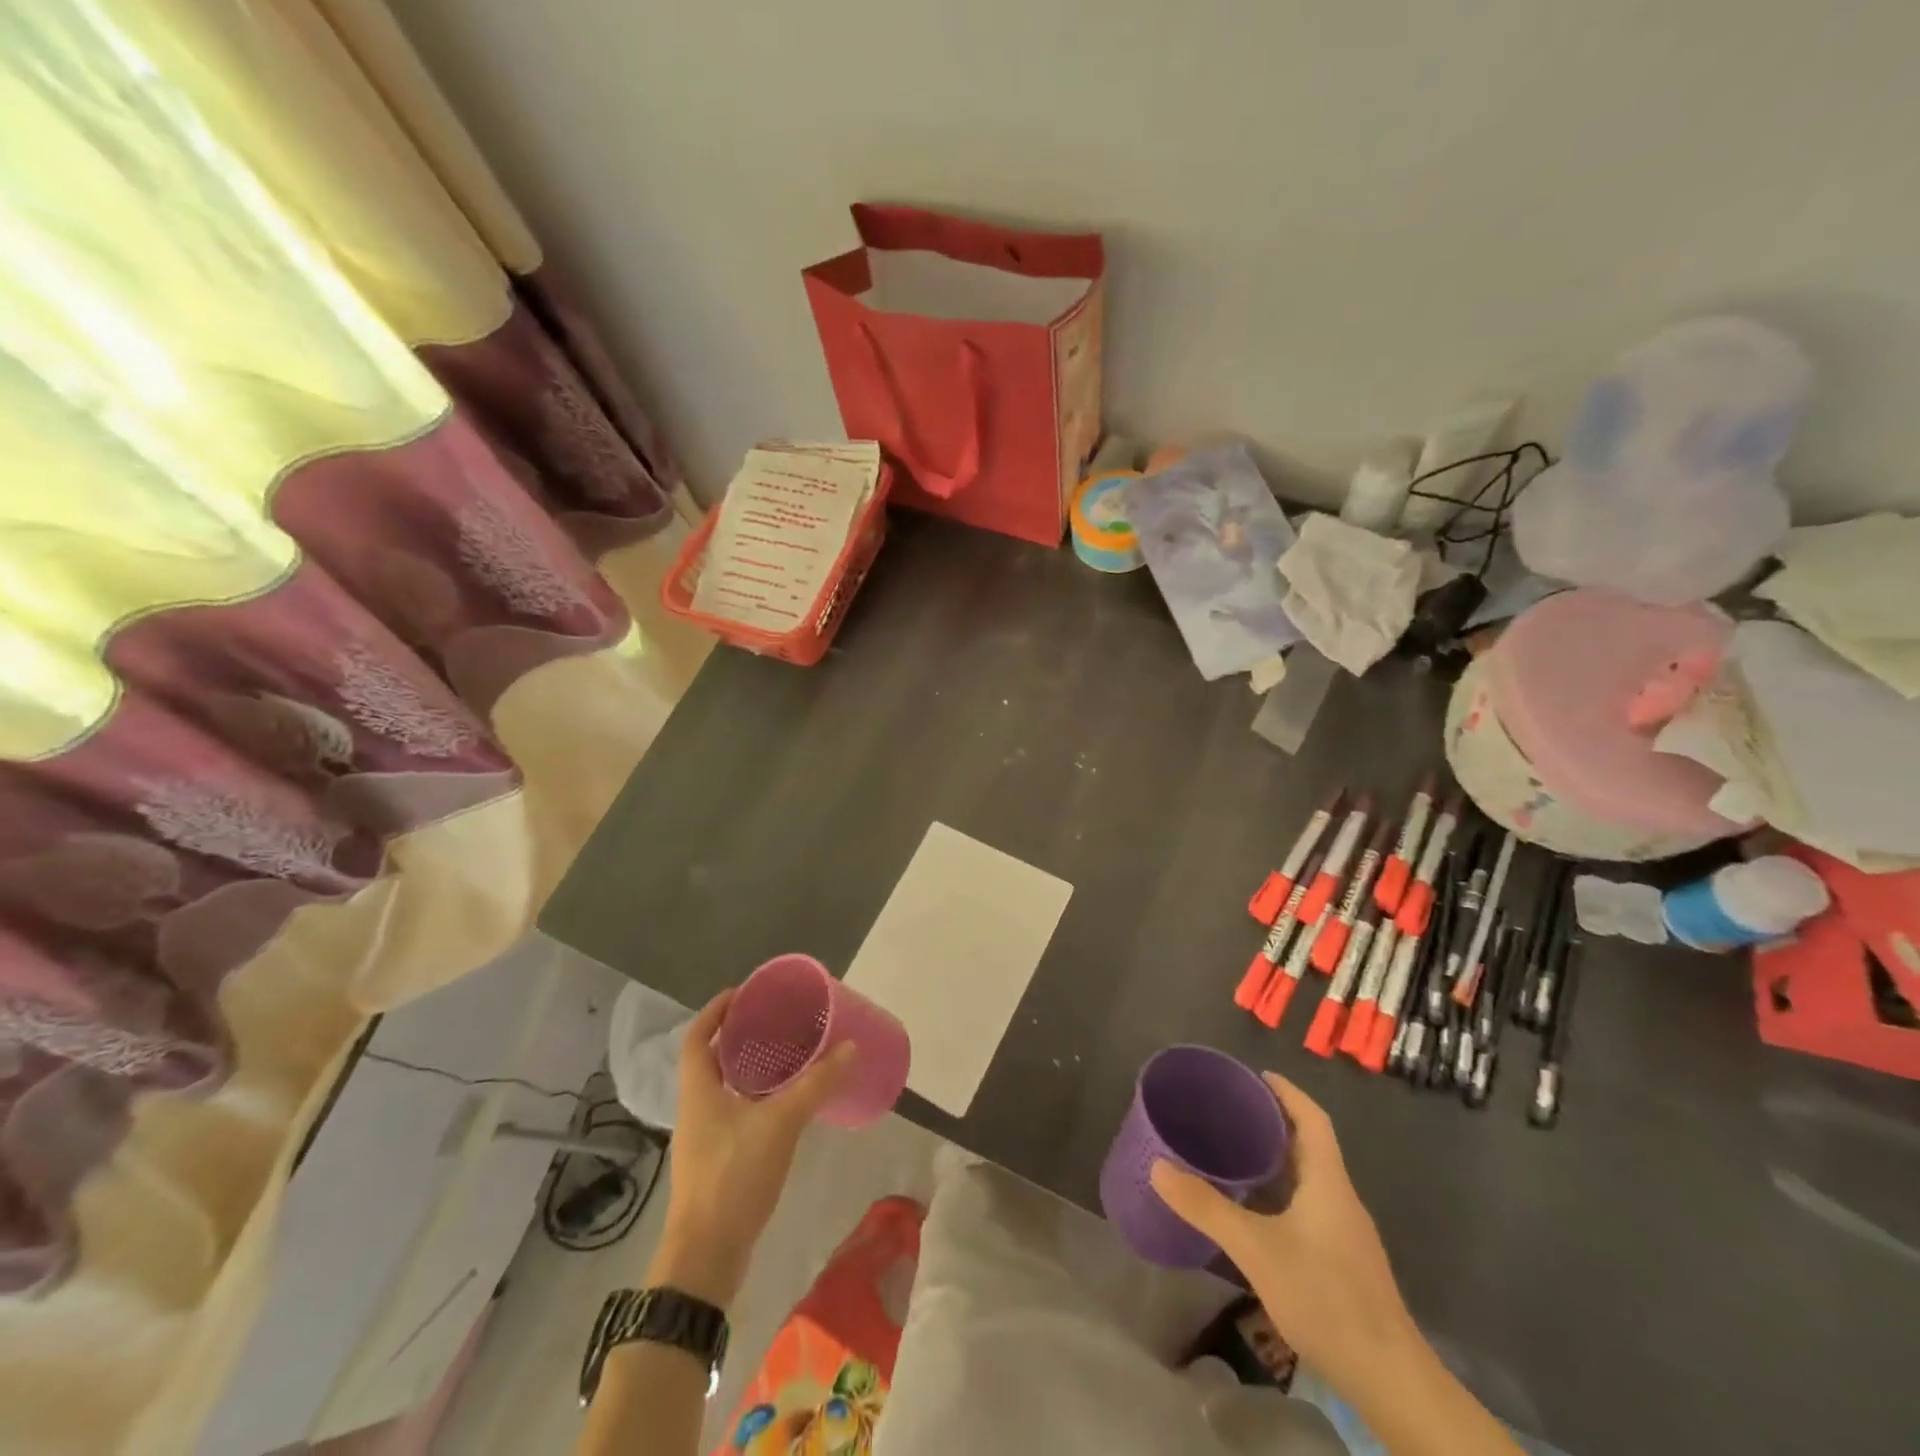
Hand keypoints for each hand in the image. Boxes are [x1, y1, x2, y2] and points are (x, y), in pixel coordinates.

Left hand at [650, 989, 854, 1306]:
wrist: (707, 1257)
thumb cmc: (733, 1176)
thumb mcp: (780, 1123)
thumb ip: (816, 1084)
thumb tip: (849, 1047)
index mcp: (699, 1090)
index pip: (697, 1036)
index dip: (715, 1010)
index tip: (744, 993)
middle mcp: (696, 1108)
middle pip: (712, 1059)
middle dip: (740, 1036)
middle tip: (777, 1020)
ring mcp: (705, 1137)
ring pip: (726, 1088)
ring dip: (751, 1068)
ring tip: (789, 1054)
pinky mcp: (718, 1161)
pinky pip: (737, 1113)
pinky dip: (758, 1098)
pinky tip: (788, 1103)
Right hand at [1150, 1073, 1418, 1399]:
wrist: (1390, 1379)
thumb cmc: (1326, 1298)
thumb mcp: (1256, 1249)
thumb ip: (1206, 1207)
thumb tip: (1157, 1167)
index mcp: (1328, 1181)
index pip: (1312, 1119)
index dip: (1287, 1092)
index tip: (1255, 1075)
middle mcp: (1341, 1198)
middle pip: (1311, 1144)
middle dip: (1275, 1122)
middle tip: (1231, 1110)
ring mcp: (1346, 1233)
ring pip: (1311, 1178)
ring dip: (1278, 1158)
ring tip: (1235, 1151)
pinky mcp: (1344, 1261)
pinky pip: (1311, 1205)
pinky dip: (1282, 1191)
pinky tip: (1256, 1210)